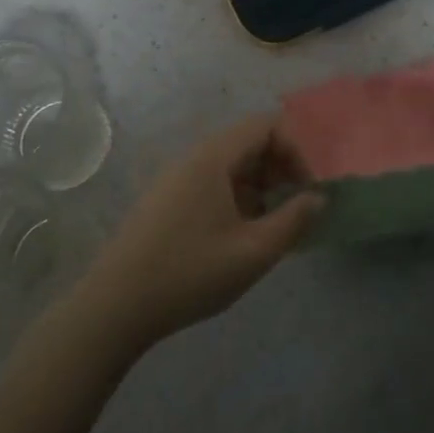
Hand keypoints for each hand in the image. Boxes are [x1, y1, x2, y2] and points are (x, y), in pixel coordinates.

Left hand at [79, 113, 320, 347]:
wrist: (115, 307)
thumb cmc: (190, 274)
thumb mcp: (254, 252)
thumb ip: (294, 220)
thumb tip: (318, 198)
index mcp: (213, 158)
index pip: (266, 125)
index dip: (296, 150)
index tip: (307, 189)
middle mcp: (193, 158)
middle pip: (248, 142)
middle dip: (281, 168)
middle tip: (295, 207)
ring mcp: (175, 179)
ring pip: (231, 165)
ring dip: (260, 185)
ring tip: (272, 226)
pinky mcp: (165, 201)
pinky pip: (212, 183)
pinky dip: (237, 197)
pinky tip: (240, 236)